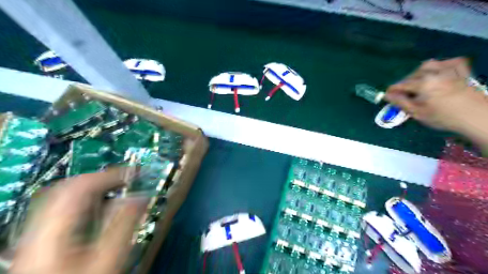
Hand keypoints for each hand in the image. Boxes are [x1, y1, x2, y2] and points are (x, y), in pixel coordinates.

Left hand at [11, 168, 147, 273]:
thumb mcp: (108, 260)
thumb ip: (124, 225)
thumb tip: (141, 196)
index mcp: (54, 231)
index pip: (80, 188)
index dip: (110, 175)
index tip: (135, 173)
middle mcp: (40, 228)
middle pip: (67, 188)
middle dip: (100, 178)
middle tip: (127, 177)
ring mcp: (39, 235)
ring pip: (63, 197)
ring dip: (93, 186)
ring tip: (118, 186)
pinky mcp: (43, 242)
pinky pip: (63, 209)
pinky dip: (85, 199)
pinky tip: (100, 206)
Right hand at [385, 58, 487, 132]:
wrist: (477, 117)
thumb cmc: (443, 117)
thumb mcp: (417, 112)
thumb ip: (401, 102)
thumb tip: (387, 95)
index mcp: (422, 83)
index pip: (401, 84)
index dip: (392, 91)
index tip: (387, 96)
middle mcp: (434, 73)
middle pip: (413, 74)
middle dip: (405, 83)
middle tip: (404, 94)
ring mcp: (450, 71)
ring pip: (430, 65)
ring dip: (420, 72)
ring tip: (419, 81)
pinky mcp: (463, 73)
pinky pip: (452, 63)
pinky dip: (444, 65)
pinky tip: (440, 71)